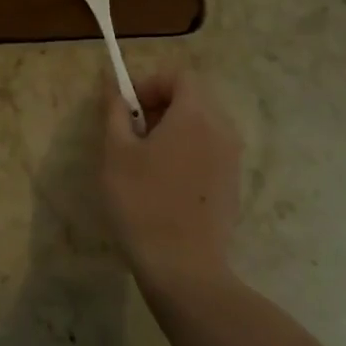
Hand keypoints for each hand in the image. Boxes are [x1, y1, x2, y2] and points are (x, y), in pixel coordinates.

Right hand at [100, 69, 241, 294]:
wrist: (184, 269)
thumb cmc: (142, 202)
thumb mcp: (116, 151)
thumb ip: (115, 110)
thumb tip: (112, 83)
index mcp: (195, 116)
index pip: (180, 76)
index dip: (150, 83)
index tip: (128, 108)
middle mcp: (222, 130)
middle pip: (194, 97)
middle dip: (161, 104)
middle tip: (133, 131)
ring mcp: (232, 160)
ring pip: (203, 124)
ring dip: (174, 127)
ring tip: (146, 157)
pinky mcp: (233, 185)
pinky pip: (210, 149)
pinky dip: (188, 150)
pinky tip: (166, 182)